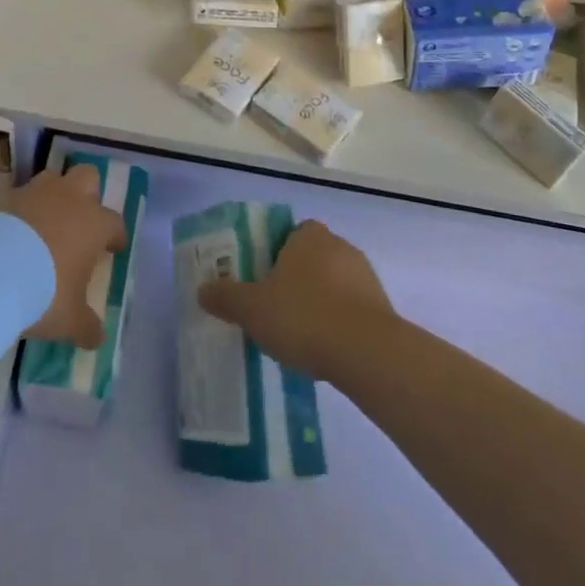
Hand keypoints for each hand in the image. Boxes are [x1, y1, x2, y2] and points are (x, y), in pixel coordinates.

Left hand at [7, 164, 127, 348]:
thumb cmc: (43, 293)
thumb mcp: (69, 319)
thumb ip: (86, 326)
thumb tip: (97, 337)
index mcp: (93, 223)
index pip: (114, 222)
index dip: (115, 235)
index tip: (113, 248)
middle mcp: (67, 199)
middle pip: (87, 177)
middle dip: (87, 194)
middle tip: (80, 220)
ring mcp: (33, 193)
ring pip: (50, 179)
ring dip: (51, 197)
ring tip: (42, 224)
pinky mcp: (1, 196)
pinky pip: (16, 197)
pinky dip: (17, 211)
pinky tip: (9, 234)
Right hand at [198, 220, 393, 380]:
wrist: (366, 352)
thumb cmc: (303, 316)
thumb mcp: (252, 309)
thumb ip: (226, 297)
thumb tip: (202, 290)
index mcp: (308, 236)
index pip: (290, 233)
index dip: (275, 253)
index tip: (263, 279)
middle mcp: (339, 246)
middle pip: (311, 258)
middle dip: (296, 280)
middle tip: (276, 308)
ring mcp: (365, 276)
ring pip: (333, 284)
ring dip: (319, 302)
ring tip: (300, 335)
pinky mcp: (382, 307)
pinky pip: (352, 309)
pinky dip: (339, 323)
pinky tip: (325, 349)